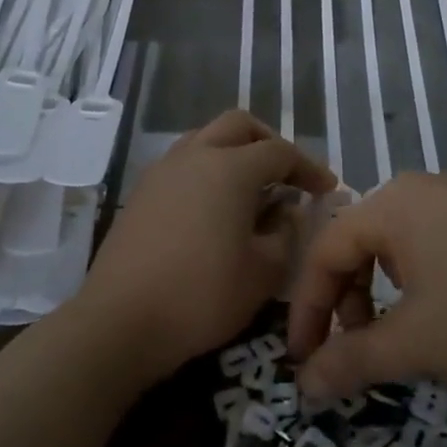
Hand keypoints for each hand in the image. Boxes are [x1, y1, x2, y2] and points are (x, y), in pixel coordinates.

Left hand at [79, 111, 335, 383]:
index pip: (280, 152)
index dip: (308, 167)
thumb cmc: (202, 296)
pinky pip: (183, 163)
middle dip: (269, 142)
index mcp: (230, 168)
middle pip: (239, 125)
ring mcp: (161, 171)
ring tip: (251, 189)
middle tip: (287, 174)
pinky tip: (214, 207)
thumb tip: (285, 210)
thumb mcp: (263, 272)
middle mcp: (194, 156)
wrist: (120, 321)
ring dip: (234, 152)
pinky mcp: (141, 193)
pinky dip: (207, 171)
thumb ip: (285, 233)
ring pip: (205, 139)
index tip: (326, 188)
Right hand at [287, 173, 446, 398]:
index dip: (307, 309)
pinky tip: (444, 313)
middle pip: (358, 244)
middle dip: (345, 302)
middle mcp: (422, 188)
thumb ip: (352, 361)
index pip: (325, 252)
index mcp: (392, 203)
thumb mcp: (418, 343)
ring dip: (381, 294)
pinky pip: (434, 244)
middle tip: (354, 351)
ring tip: (399, 337)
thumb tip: (304, 386)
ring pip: (396, 246)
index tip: (303, 361)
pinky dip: (418, 282)